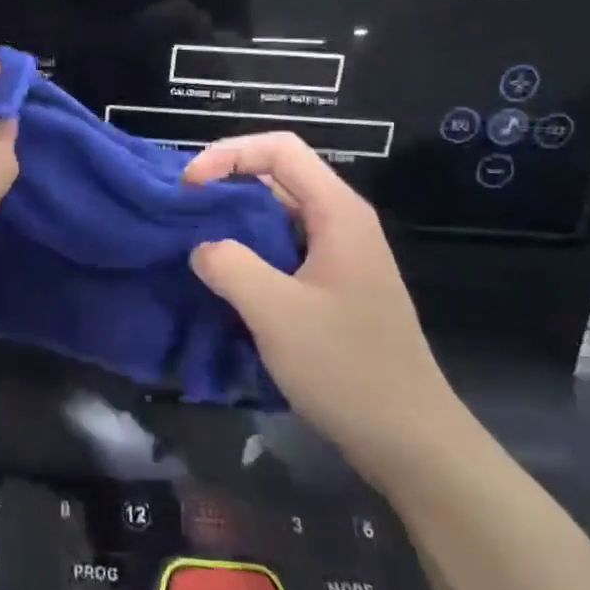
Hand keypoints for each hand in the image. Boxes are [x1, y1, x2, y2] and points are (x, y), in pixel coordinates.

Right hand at [183, 133, 474, 490]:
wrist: (409, 440)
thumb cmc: (346, 368)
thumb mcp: (276, 312)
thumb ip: (230, 266)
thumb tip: (201, 248)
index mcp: (338, 212)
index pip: (279, 149)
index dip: (228, 154)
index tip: (188, 186)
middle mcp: (341, 222)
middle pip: (277, 176)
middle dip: (225, 183)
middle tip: (180, 211)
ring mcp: (339, 256)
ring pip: (277, 215)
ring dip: (233, 220)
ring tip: (191, 239)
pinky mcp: (332, 287)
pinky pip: (282, 249)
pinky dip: (248, 251)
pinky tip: (222, 277)